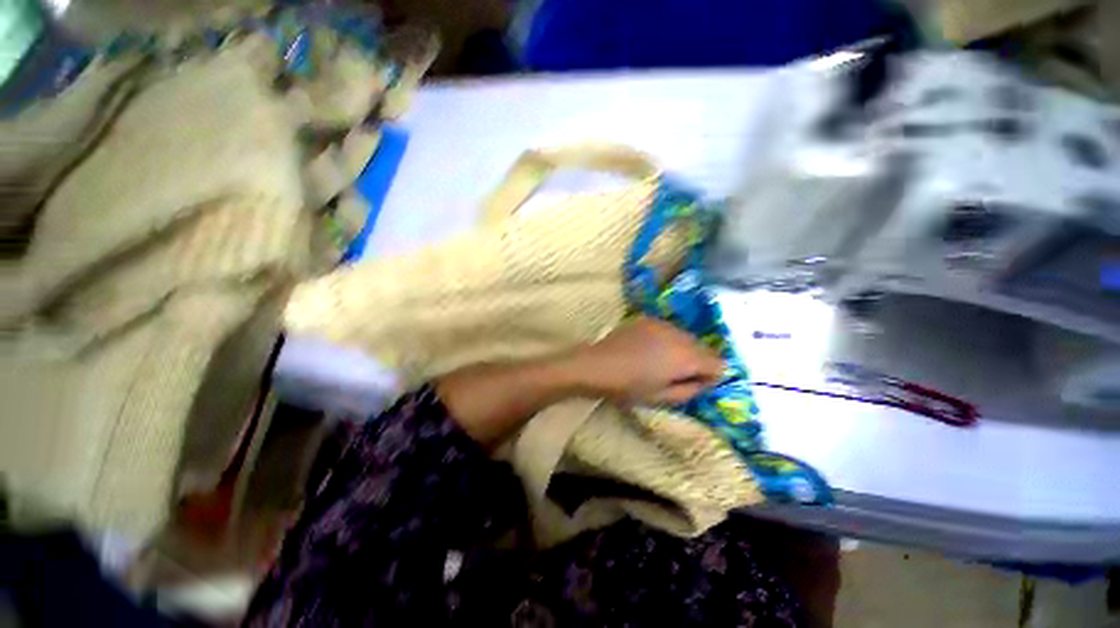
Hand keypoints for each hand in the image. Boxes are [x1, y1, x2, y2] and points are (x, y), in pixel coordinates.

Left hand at [573, 317, 724, 405]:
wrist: (597, 365)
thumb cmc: (629, 387)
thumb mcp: (663, 398)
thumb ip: (691, 390)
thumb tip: (705, 382)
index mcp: (686, 357)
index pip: (718, 363)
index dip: (710, 377)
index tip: (694, 385)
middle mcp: (679, 334)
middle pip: (703, 348)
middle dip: (698, 362)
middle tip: (678, 374)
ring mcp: (662, 323)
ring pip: (686, 336)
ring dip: (682, 349)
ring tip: (661, 361)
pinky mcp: (647, 319)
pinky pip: (668, 329)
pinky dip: (667, 339)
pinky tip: (649, 349)